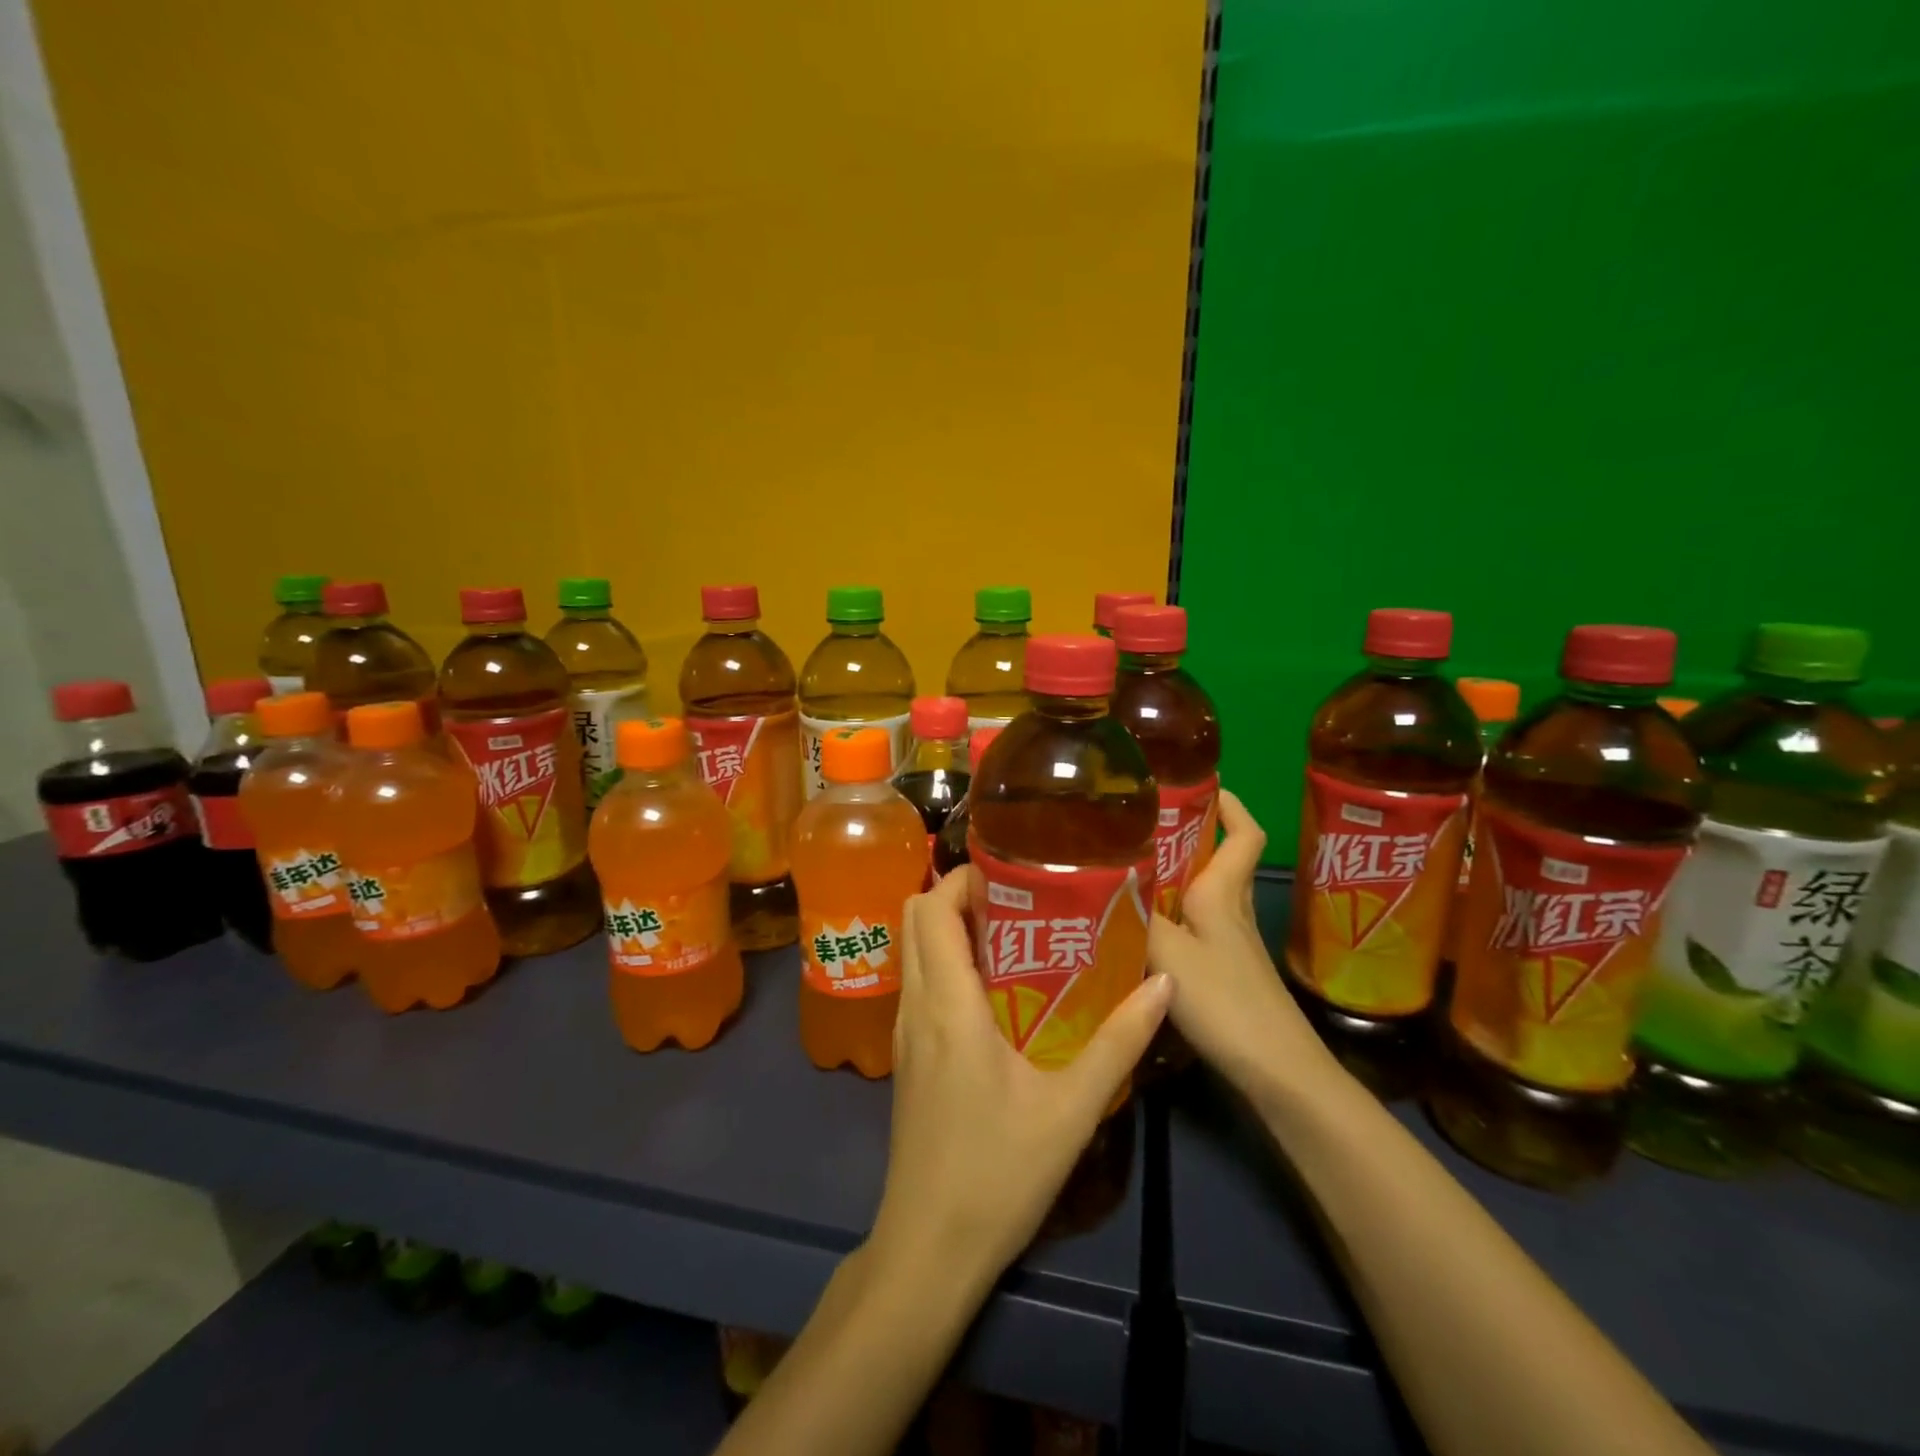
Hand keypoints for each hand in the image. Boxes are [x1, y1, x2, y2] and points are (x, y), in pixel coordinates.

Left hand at [867, 870, 1171, 1286]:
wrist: (929, 1248)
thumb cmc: (998, 1174)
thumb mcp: (1071, 1109)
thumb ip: (1119, 1043)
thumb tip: (1162, 985)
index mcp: (948, 1005)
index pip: (932, 909)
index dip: (963, 878)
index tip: (1013, 873)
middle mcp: (916, 1005)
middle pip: (916, 918)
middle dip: (958, 894)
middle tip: (1019, 898)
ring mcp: (905, 1031)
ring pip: (914, 950)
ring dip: (951, 927)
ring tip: (1014, 932)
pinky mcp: (907, 1055)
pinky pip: (919, 982)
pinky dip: (946, 962)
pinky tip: (994, 988)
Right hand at [1149, 789, 1337, 1098]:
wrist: (1275, 1071)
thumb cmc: (1226, 1001)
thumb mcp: (1169, 953)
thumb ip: (1133, 917)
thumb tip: (1099, 882)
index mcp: (1223, 893)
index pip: (1243, 833)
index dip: (1229, 804)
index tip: (1200, 783)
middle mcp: (1229, 911)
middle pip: (1217, 859)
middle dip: (1187, 835)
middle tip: (1137, 824)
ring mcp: (1228, 944)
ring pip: (1202, 894)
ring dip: (1172, 877)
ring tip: (1123, 869)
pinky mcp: (1222, 973)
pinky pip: (1192, 926)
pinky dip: (1167, 917)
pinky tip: (1134, 929)